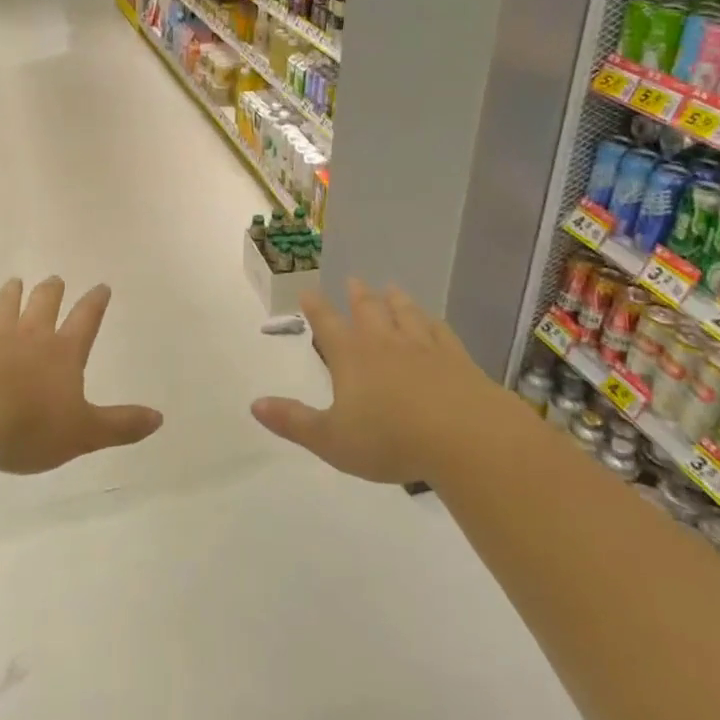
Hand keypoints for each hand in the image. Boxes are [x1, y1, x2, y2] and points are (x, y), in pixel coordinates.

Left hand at [0, 277, 162, 473]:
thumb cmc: (29, 426)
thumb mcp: (83, 433)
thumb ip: (120, 425)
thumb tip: (159, 417)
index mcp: (63, 354)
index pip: (85, 322)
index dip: (95, 304)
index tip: (101, 286)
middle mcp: (29, 337)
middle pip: (44, 305)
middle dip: (52, 291)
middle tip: (55, 279)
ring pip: (4, 307)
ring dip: (11, 294)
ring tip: (14, 282)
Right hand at [252, 280, 495, 483]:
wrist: (464, 435)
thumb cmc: (390, 439)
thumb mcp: (332, 439)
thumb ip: (293, 422)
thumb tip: (255, 404)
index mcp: (351, 357)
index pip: (327, 324)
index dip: (315, 308)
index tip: (308, 291)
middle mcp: (384, 342)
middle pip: (368, 310)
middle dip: (358, 296)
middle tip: (354, 280)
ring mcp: (423, 346)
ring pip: (405, 314)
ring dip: (395, 300)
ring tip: (391, 288)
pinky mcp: (455, 358)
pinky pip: (439, 330)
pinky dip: (431, 321)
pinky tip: (432, 320)